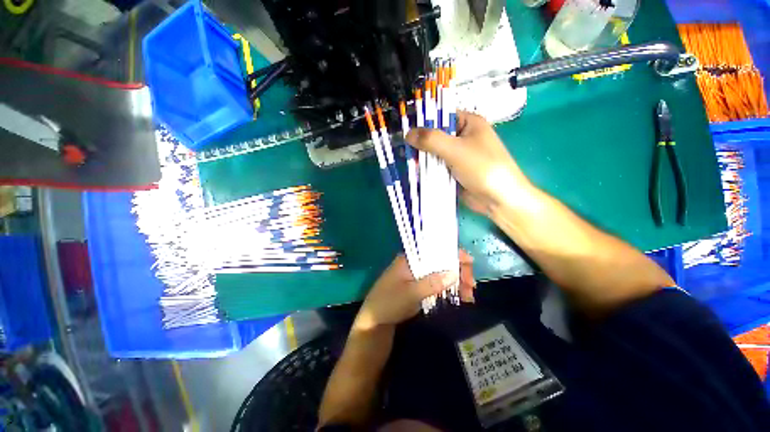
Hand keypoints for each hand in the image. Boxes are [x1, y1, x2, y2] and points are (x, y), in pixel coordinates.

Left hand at [354, 251, 475, 330]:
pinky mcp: (420, 288)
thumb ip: (431, 283)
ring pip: (442, 274)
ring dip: (457, 282)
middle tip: (471, 286)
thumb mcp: (409, 294)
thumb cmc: (388, 303)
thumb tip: (454, 272)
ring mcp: (418, 276)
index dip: (452, 253)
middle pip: (441, 262)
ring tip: (469, 296)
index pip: (434, 250)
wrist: (374, 323)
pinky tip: (461, 298)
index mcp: (409, 259)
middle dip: (458, 271)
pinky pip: (439, 285)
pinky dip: (450, 290)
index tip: (469, 263)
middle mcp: (415, 264)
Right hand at [406, 112, 533, 215]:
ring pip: (435, 153)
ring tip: (406, 161)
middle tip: (402, 148)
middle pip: (436, 136)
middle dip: (421, 143)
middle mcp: (463, 138)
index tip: (405, 128)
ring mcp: (458, 156)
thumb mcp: (455, 149)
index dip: (424, 121)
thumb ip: (431, 140)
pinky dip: (428, 170)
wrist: (498, 199)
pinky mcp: (454, 172)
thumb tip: (408, 133)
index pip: (442, 116)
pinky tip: (415, 172)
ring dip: (423, 158)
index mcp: (469, 123)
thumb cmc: (482, 167)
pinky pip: (437, 167)